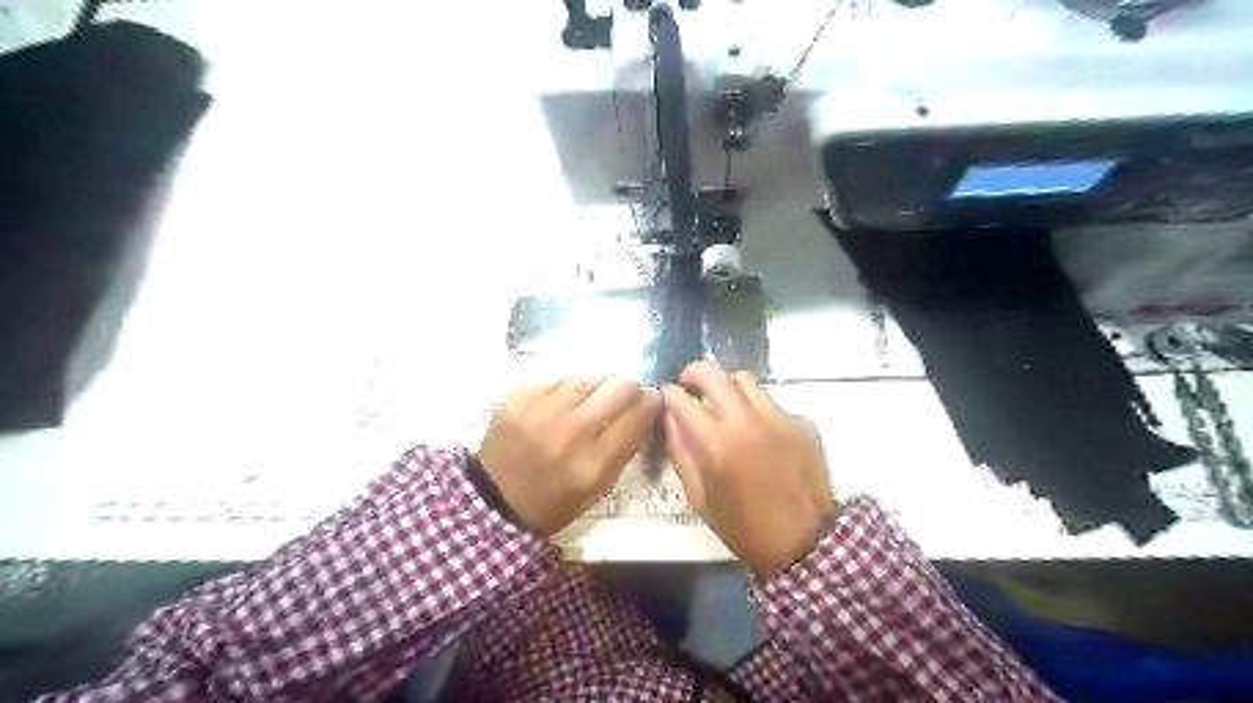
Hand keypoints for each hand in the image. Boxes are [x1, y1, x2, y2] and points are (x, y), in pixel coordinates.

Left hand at [477, 377, 657, 535]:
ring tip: (590, 398)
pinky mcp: (519, 400)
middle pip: (618, 388)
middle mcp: (571, 432)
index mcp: (594, 462)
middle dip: (628, 388)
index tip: (651, 399)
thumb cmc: (554, 501)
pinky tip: (560, 403)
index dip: (651, 402)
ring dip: (595, 386)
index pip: (637, 416)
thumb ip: (623, 450)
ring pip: (587, 379)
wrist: (495, 501)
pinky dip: (563, 390)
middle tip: (624, 393)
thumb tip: (644, 412)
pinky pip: (555, 381)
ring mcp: (542, 412)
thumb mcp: (598, 489)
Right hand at [658, 362, 834, 575]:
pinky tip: (759, 431)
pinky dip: (758, 409)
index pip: (683, 401)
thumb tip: (670, 418)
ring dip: (728, 385)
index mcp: (716, 444)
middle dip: (695, 372)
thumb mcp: (700, 497)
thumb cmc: (744, 527)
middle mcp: (747, 422)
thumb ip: (680, 453)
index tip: (667, 394)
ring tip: (724, 401)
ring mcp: (779, 419)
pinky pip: (773, 403)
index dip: (670, 393)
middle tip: (689, 381)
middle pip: (715, 375)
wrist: (805, 544)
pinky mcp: (803, 423)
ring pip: (746, 381)